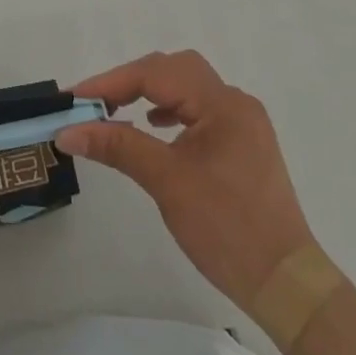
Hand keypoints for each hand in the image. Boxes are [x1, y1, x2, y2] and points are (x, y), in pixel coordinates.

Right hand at [58, 50, 312, 309]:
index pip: (156, 74)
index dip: (110, 82)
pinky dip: (171, 109)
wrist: (286, 285)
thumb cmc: (227, 229)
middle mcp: (235, 103)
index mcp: (222, 104)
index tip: (73, 98)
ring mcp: (242, 123)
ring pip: (187, 86)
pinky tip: (155, 127)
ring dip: (150, 91)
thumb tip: (69, 132)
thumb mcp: (167, 183)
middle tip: (95, 102)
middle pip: (173, 69)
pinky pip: (199, 109)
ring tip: (118, 111)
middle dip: (130, 80)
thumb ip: (118, 146)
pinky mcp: (243, 143)